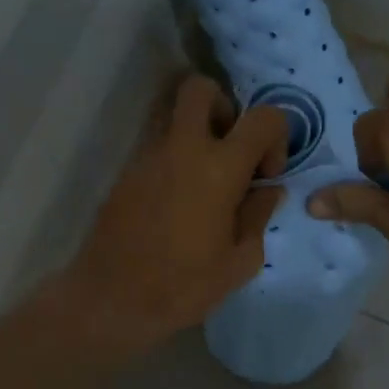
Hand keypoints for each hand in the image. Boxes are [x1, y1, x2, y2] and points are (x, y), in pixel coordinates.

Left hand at [64, 74, 287, 356]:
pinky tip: (179, 200)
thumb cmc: (183, 286)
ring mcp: (148, 156)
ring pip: (173, 114)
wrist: (111, 299)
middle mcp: (183, 148)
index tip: (266, 175)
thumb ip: (259, 217)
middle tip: (230, 150)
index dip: (276, 137)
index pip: (263, 117)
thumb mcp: (240, 261)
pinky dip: (174, 157)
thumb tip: (267, 190)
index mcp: (220, 168)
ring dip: (196, 131)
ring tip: (205, 177)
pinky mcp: (126, 172)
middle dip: (224, 107)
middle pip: (200, 88)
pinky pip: (156, 145)